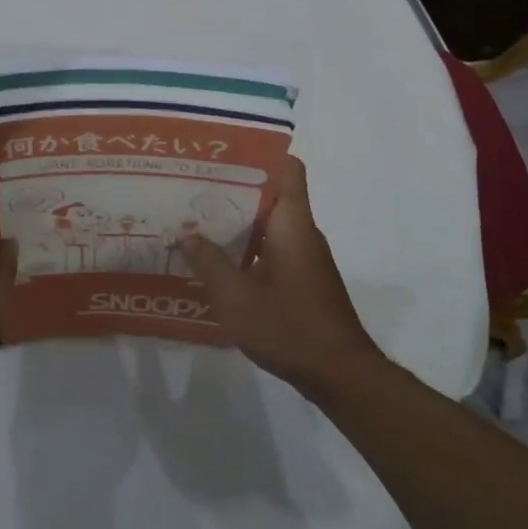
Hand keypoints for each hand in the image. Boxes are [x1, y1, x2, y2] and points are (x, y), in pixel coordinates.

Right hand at [178, 155, 382, 397]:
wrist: (340, 375)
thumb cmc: (289, 327)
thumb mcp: (236, 297)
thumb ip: (209, 262)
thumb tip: (187, 233)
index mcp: (292, 222)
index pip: (287, 168)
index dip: (259, 153)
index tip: (223, 153)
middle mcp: (301, 231)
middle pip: (270, 193)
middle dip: (233, 188)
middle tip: (192, 187)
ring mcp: (304, 256)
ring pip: (269, 223)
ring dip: (237, 220)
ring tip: (196, 220)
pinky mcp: (303, 279)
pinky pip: (272, 247)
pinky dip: (246, 247)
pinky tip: (217, 262)